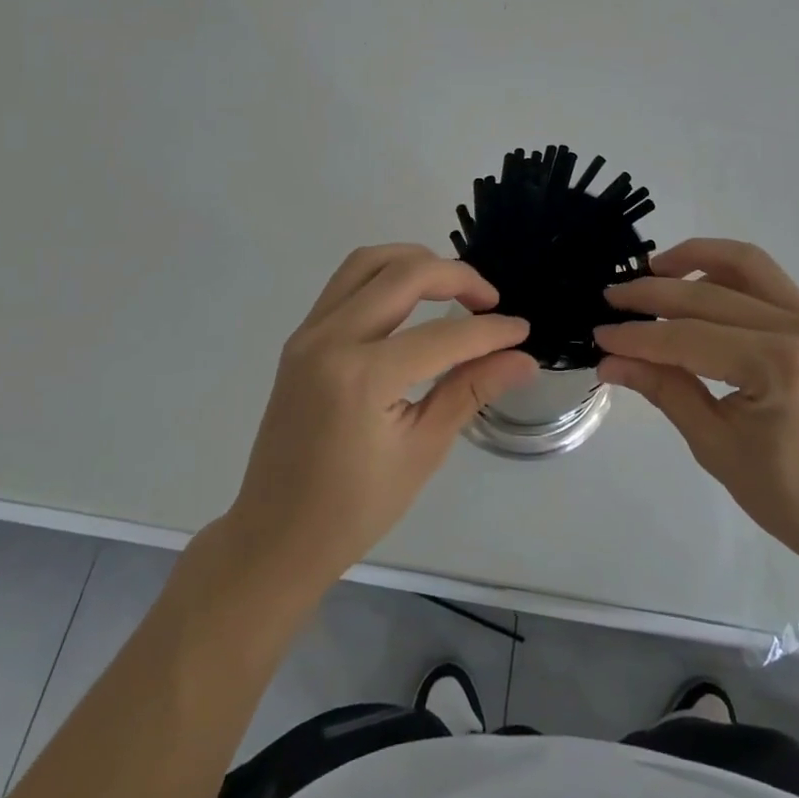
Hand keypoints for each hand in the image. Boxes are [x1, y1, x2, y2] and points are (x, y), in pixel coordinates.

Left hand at [224, 245, 537, 590]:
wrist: (275, 535)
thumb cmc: (354, 508)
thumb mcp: (423, 450)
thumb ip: (471, 390)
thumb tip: (523, 358)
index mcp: (362, 377)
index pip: (442, 336)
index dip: (490, 331)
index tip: (522, 330)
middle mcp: (330, 339)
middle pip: (403, 275)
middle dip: (456, 277)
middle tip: (490, 300)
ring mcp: (309, 333)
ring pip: (368, 262)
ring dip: (416, 262)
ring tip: (452, 286)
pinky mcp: (301, 336)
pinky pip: (346, 281)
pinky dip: (385, 274)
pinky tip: (411, 298)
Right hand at [595, 238, 798, 578]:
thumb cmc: (790, 497)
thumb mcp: (716, 447)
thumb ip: (664, 391)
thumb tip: (609, 361)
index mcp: (778, 366)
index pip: (689, 337)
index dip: (638, 336)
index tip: (598, 333)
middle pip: (709, 294)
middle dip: (654, 293)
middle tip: (611, 299)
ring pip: (744, 263)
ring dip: (694, 258)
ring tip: (653, 270)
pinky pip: (765, 279)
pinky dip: (725, 271)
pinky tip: (695, 284)